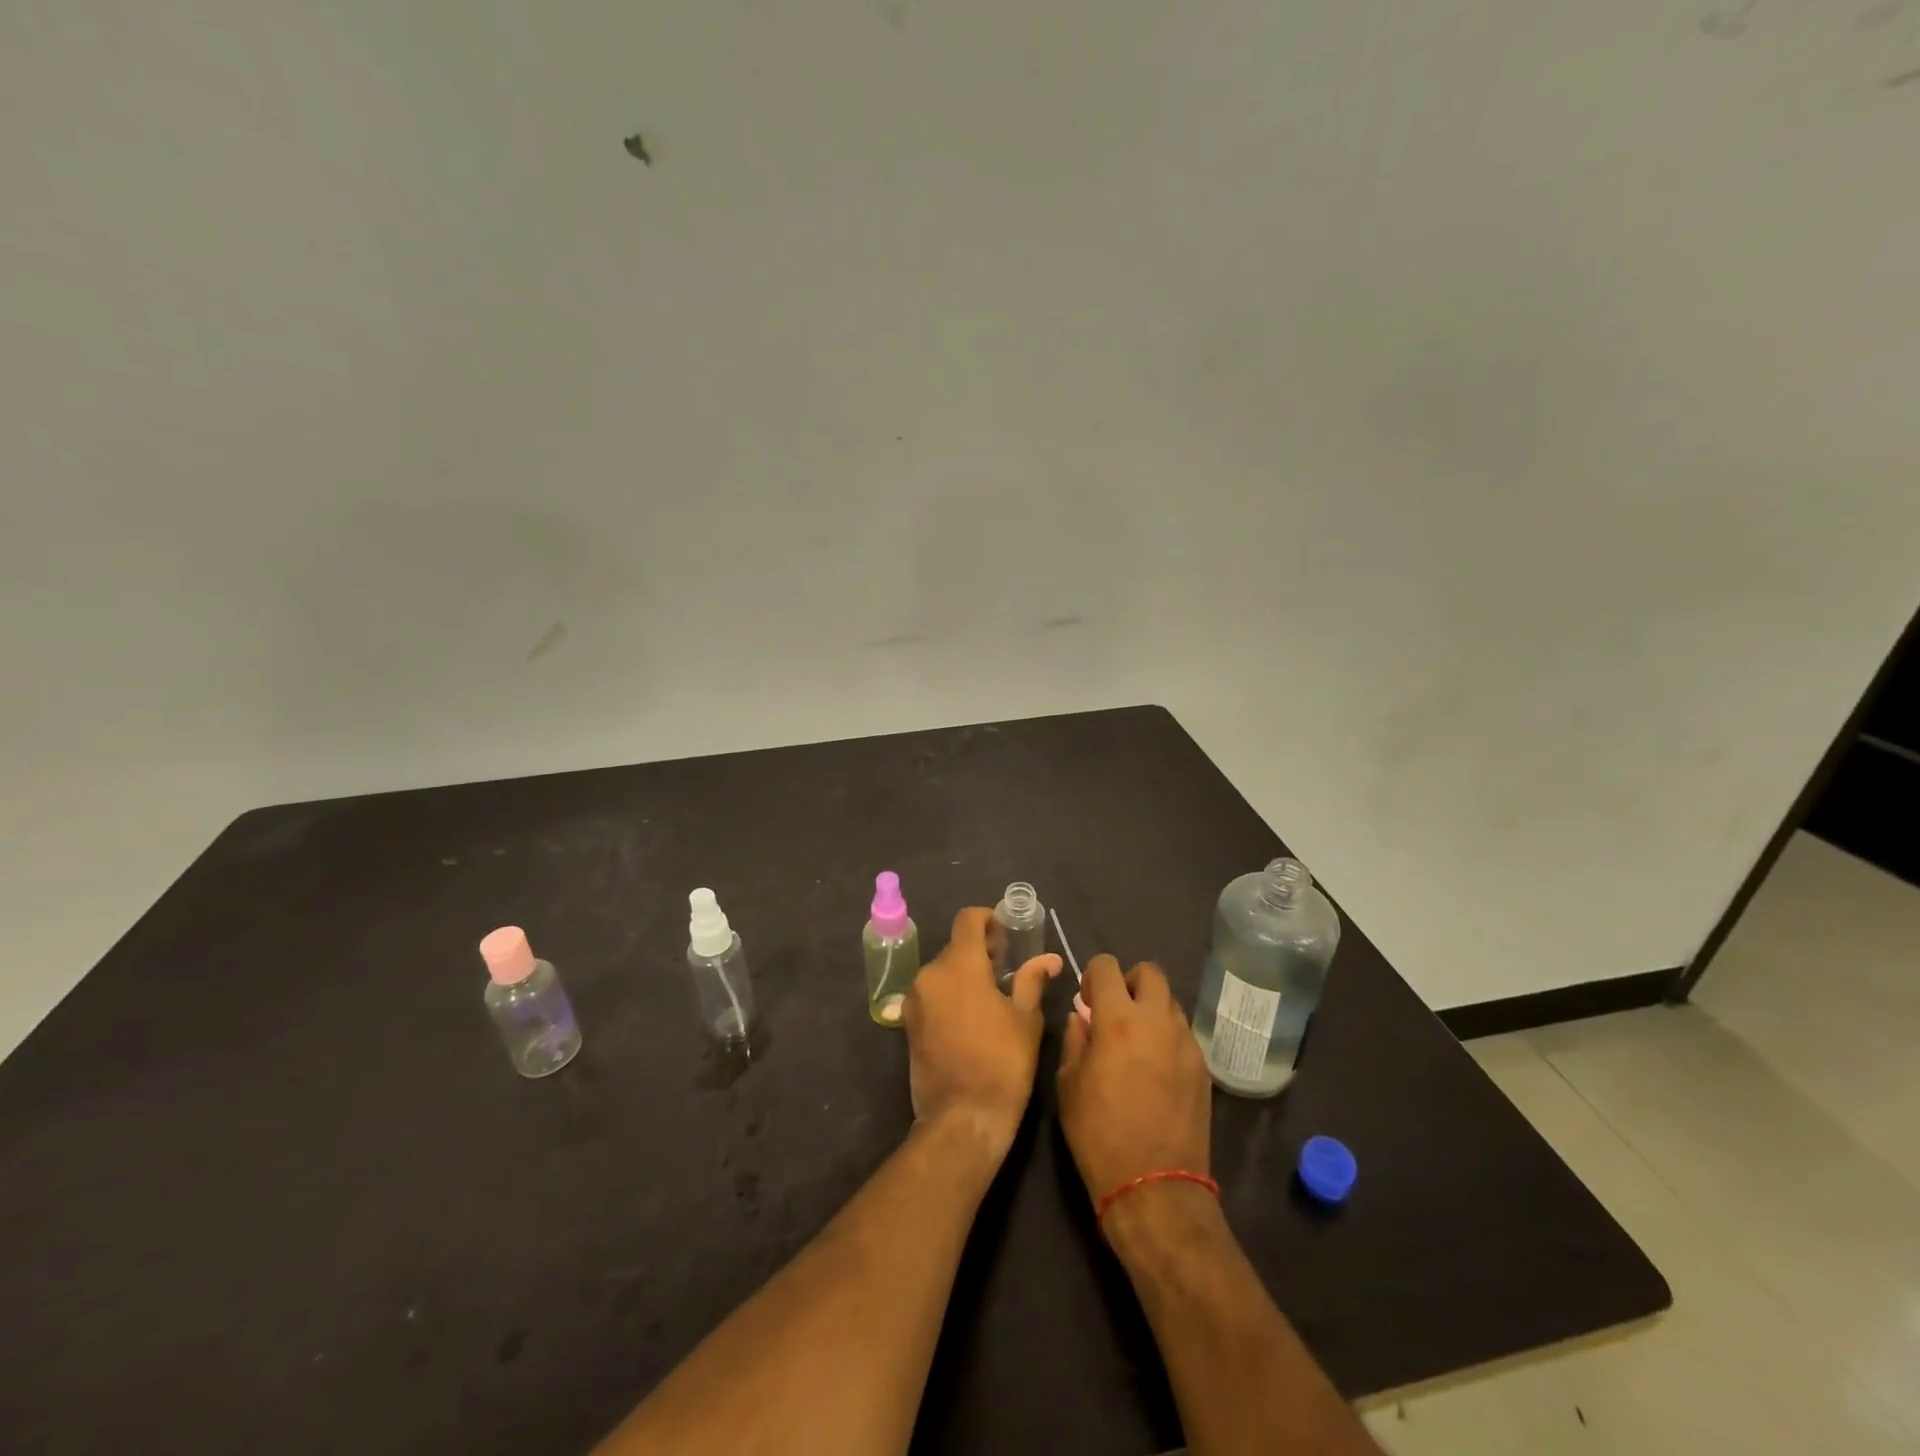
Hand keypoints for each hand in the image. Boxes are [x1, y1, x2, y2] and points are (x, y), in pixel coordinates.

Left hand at [904, 907, 1062, 1160]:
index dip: (988, 919)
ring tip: (991, 995)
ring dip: (964, 974)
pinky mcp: (908, 1024)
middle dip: (980, 951)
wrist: (962, 1119)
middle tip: (1007, 968)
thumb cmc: (1002, 1064)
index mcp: (959, 965)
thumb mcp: (1026, 1020)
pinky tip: (971, 1017)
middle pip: (955, 947)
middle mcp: (930, 974)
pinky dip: (950, 994)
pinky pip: (932, 994)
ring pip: (942, 971)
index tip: (1007, 934)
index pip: (968, 920)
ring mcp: (915, 1000)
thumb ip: (1032, 980)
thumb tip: (1049, 959)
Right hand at [1056, 955, 1211, 1202]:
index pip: (1107, 966)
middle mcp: (1157, 1020)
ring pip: (1169, 1002)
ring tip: (1136, 1042)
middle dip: (1129, 982)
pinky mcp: (1203, 1067)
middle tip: (1115, 1012)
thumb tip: (1081, 1017)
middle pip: (1150, 972)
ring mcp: (1186, 1043)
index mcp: (1118, 1019)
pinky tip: (1155, 1069)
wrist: (1155, 1187)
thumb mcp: (1069, 1085)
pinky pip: (1183, 1034)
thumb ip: (1075, 1040)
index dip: (1092, 976)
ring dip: (1150, 1009)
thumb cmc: (1099, 1134)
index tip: (1087, 1001)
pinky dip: (1166, 1036)